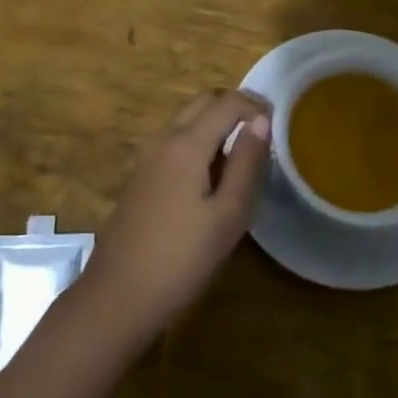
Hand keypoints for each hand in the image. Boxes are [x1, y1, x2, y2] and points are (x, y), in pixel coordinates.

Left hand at [77, 90, 270, 349]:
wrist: (118, 295)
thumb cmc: (181, 258)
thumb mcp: (228, 216)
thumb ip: (246, 163)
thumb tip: (261, 121)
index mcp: (186, 142)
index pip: (226, 103)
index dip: (255, 106)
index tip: (279, 124)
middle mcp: (163, 138)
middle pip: (203, 102)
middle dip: (234, 107)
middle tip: (262, 134)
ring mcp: (147, 156)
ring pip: (186, 119)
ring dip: (215, 123)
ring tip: (242, 155)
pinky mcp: (140, 175)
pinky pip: (174, 140)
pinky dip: (198, 140)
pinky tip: (212, 175)